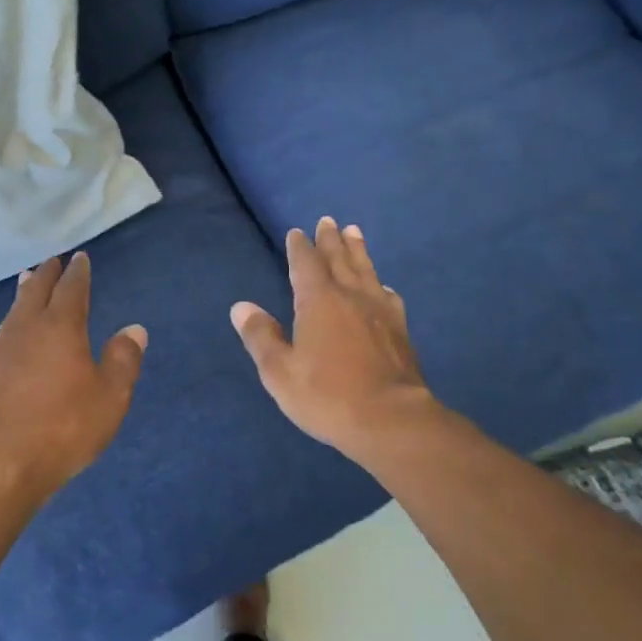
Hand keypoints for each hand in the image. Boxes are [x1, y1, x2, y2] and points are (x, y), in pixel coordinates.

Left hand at [0, 252, 146, 498]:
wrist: (2, 462)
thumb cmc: (66, 427)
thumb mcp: (110, 397)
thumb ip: (123, 359)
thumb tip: (134, 330)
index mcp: (61, 328)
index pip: (71, 289)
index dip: (78, 272)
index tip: (80, 258)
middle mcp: (27, 329)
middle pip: (36, 291)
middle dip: (47, 274)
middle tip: (53, 261)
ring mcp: (1, 349)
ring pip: (15, 309)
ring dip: (25, 292)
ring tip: (28, 280)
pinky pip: (3, 330)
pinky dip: (13, 318)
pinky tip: (12, 328)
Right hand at [231, 218, 435, 457]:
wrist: (391, 420)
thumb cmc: (328, 395)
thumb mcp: (280, 372)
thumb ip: (261, 337)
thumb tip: (242, 307)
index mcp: (318, 301)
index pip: (306, 264)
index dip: (300, 248)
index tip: (296, 232)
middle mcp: (350, 297)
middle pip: (339, 259)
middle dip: (330, 240)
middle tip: (328, 220)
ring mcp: (379, 312)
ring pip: (366, 271)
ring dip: (358, 250)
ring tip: (354, 232)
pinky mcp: (400, 330)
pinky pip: (388, 297)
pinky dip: (380, 285)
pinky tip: (383, 288)